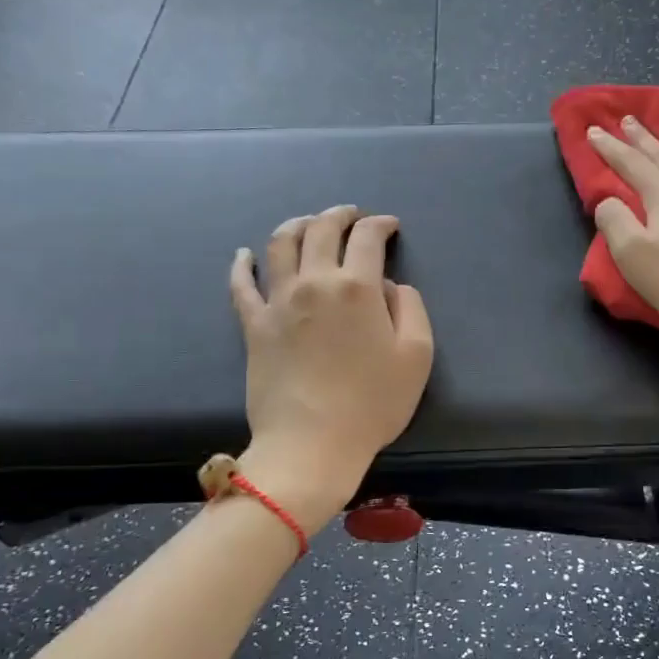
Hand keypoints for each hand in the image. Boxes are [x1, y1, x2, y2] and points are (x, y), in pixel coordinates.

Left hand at [229, 206, 434, 530]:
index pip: (368, 238)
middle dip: (340, 215)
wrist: (312, 443)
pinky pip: (241, 285)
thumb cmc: (373, 403)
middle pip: (321, 230)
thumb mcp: (417, 356)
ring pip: (280, 244)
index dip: (380, 224)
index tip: (389, 226)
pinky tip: (244, 255)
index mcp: (358, 287)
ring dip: (297, 225)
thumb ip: (410, 309)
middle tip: (352, 215)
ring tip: (308, 224)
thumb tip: (389, 286)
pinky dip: (241, 264)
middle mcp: (315, 282)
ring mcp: (279, 301)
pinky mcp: (253, 324)